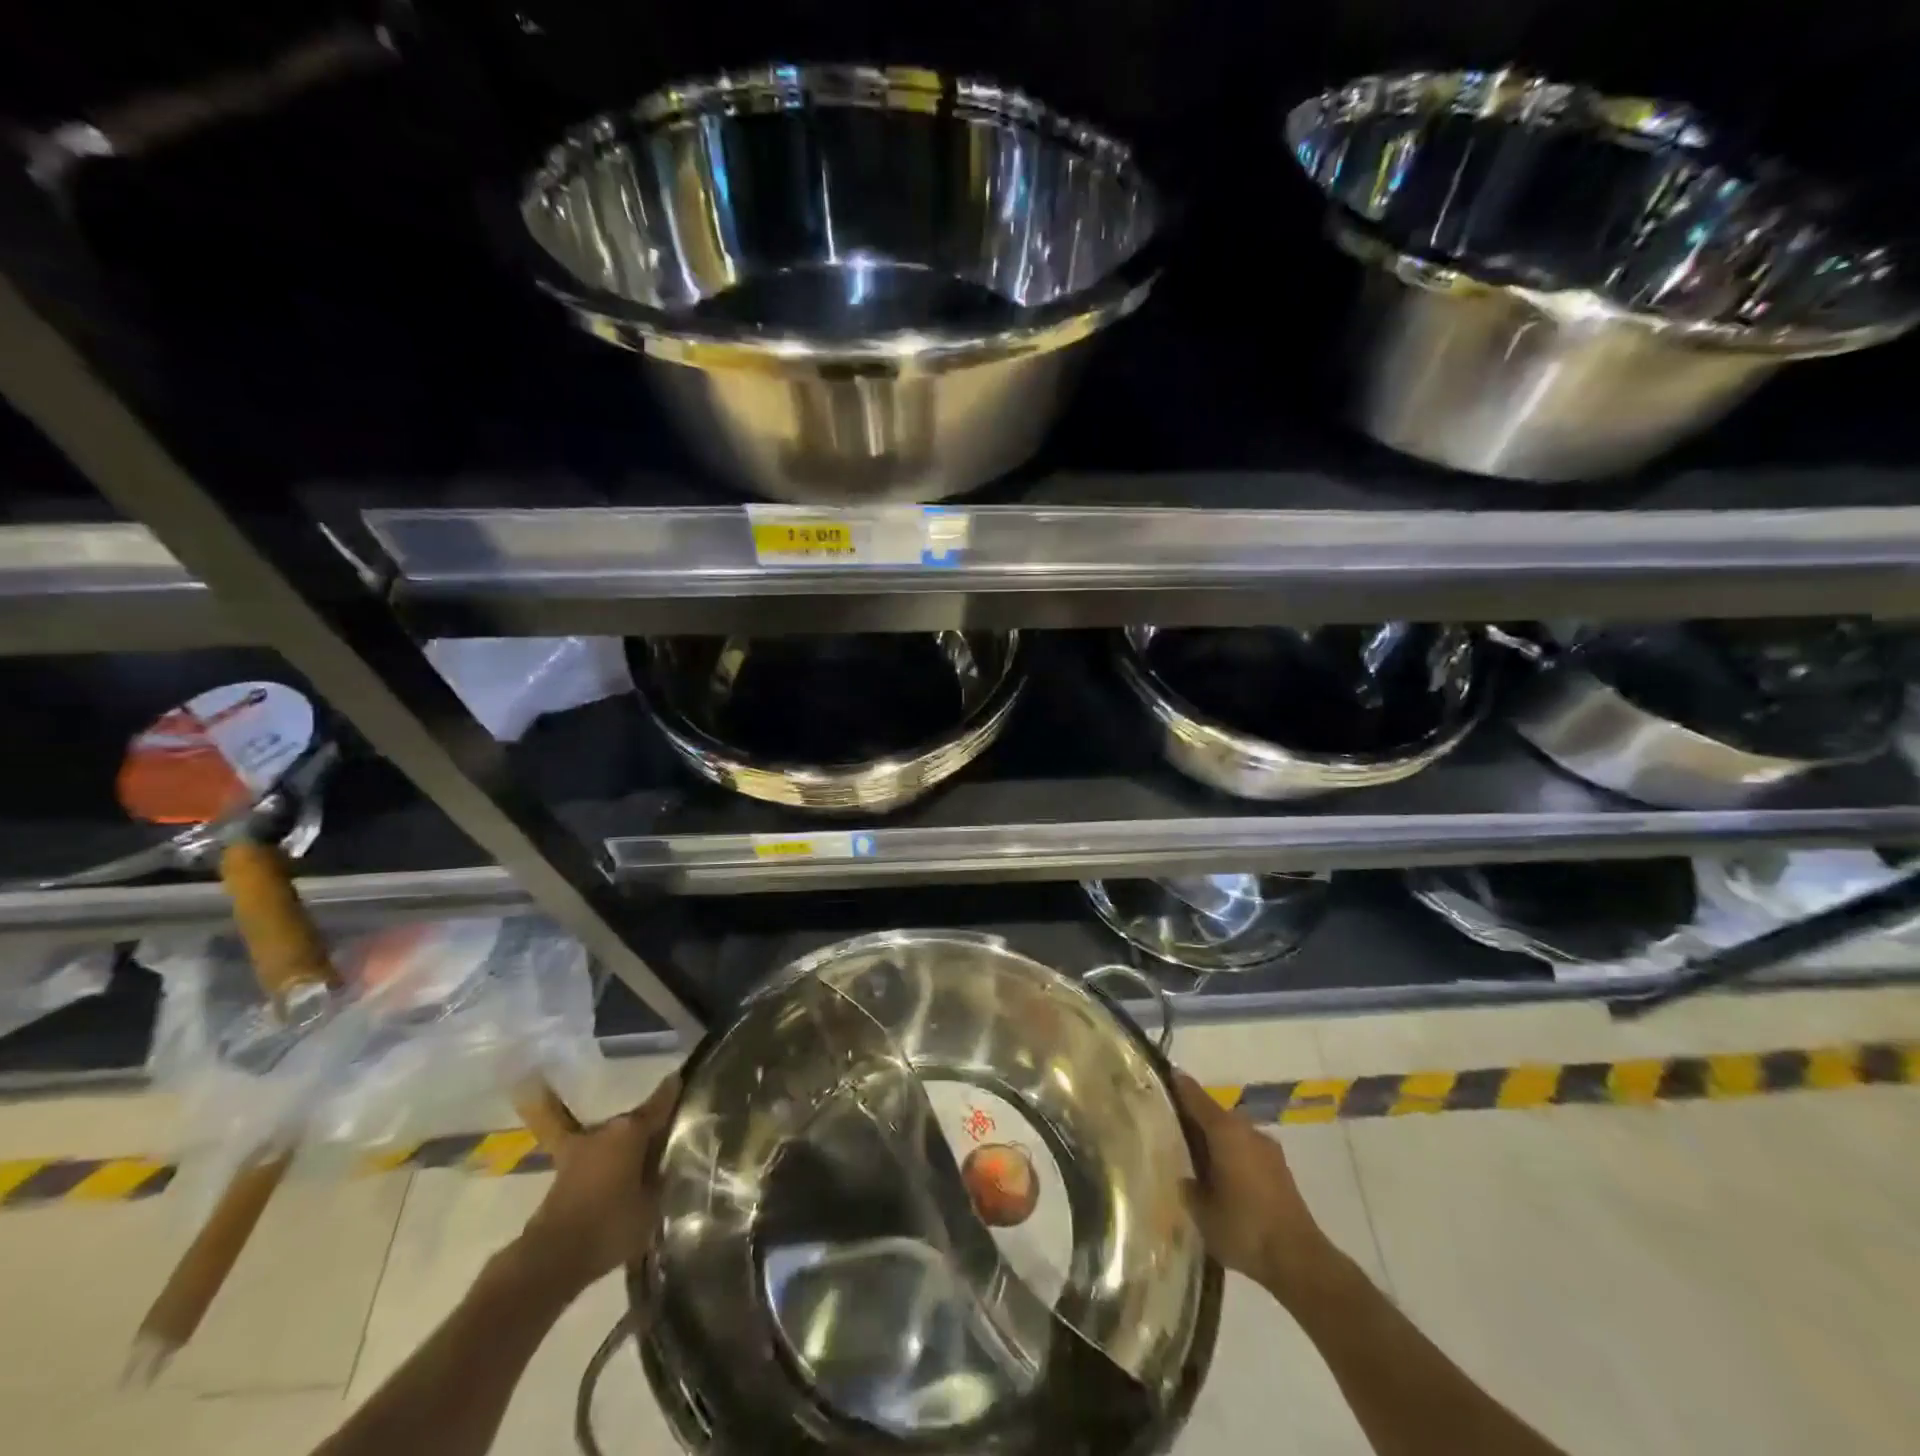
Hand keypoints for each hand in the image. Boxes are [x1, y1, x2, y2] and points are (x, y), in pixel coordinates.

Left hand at [518, 1075, 678, 1293]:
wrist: (553, 1257)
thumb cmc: (611, 1225)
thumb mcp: (652, 1203)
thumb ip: (662, 1175)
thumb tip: (670, 1161)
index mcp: (632, 1129)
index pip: (661, 1102)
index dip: (674, 1090)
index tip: (683, 1077)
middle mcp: (608, 1129)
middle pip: (636, 1120)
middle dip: (650, 1126)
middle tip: (669, 1135)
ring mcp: (582, 1146)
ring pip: (614, 1136)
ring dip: (626, 1143)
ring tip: (643, 1156)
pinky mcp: (565, 1168)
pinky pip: (592, 1154)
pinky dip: (602, 1158)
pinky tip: (611, 1169)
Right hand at [1174, 1071, 1334, 1301]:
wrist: (1299, 1261)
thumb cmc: (1244, 1228)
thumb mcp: (1202, 1211)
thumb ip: (1187, 1186)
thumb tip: (1183, 1176)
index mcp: (1224, 1130)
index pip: (1193, 1094)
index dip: (1174, 1085)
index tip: (1158, 1078)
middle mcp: (1246, 1129)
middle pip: (1213, 1113)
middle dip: (1193, 1118)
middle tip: (1169, 1129)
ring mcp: (1267, 1148)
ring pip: (1231, 1133)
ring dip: (1214, 1140)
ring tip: (1194, 1158)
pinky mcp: (1279, 1170)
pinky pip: (1246, 1151)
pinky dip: (1231, 1156)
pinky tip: (1221, 1180)